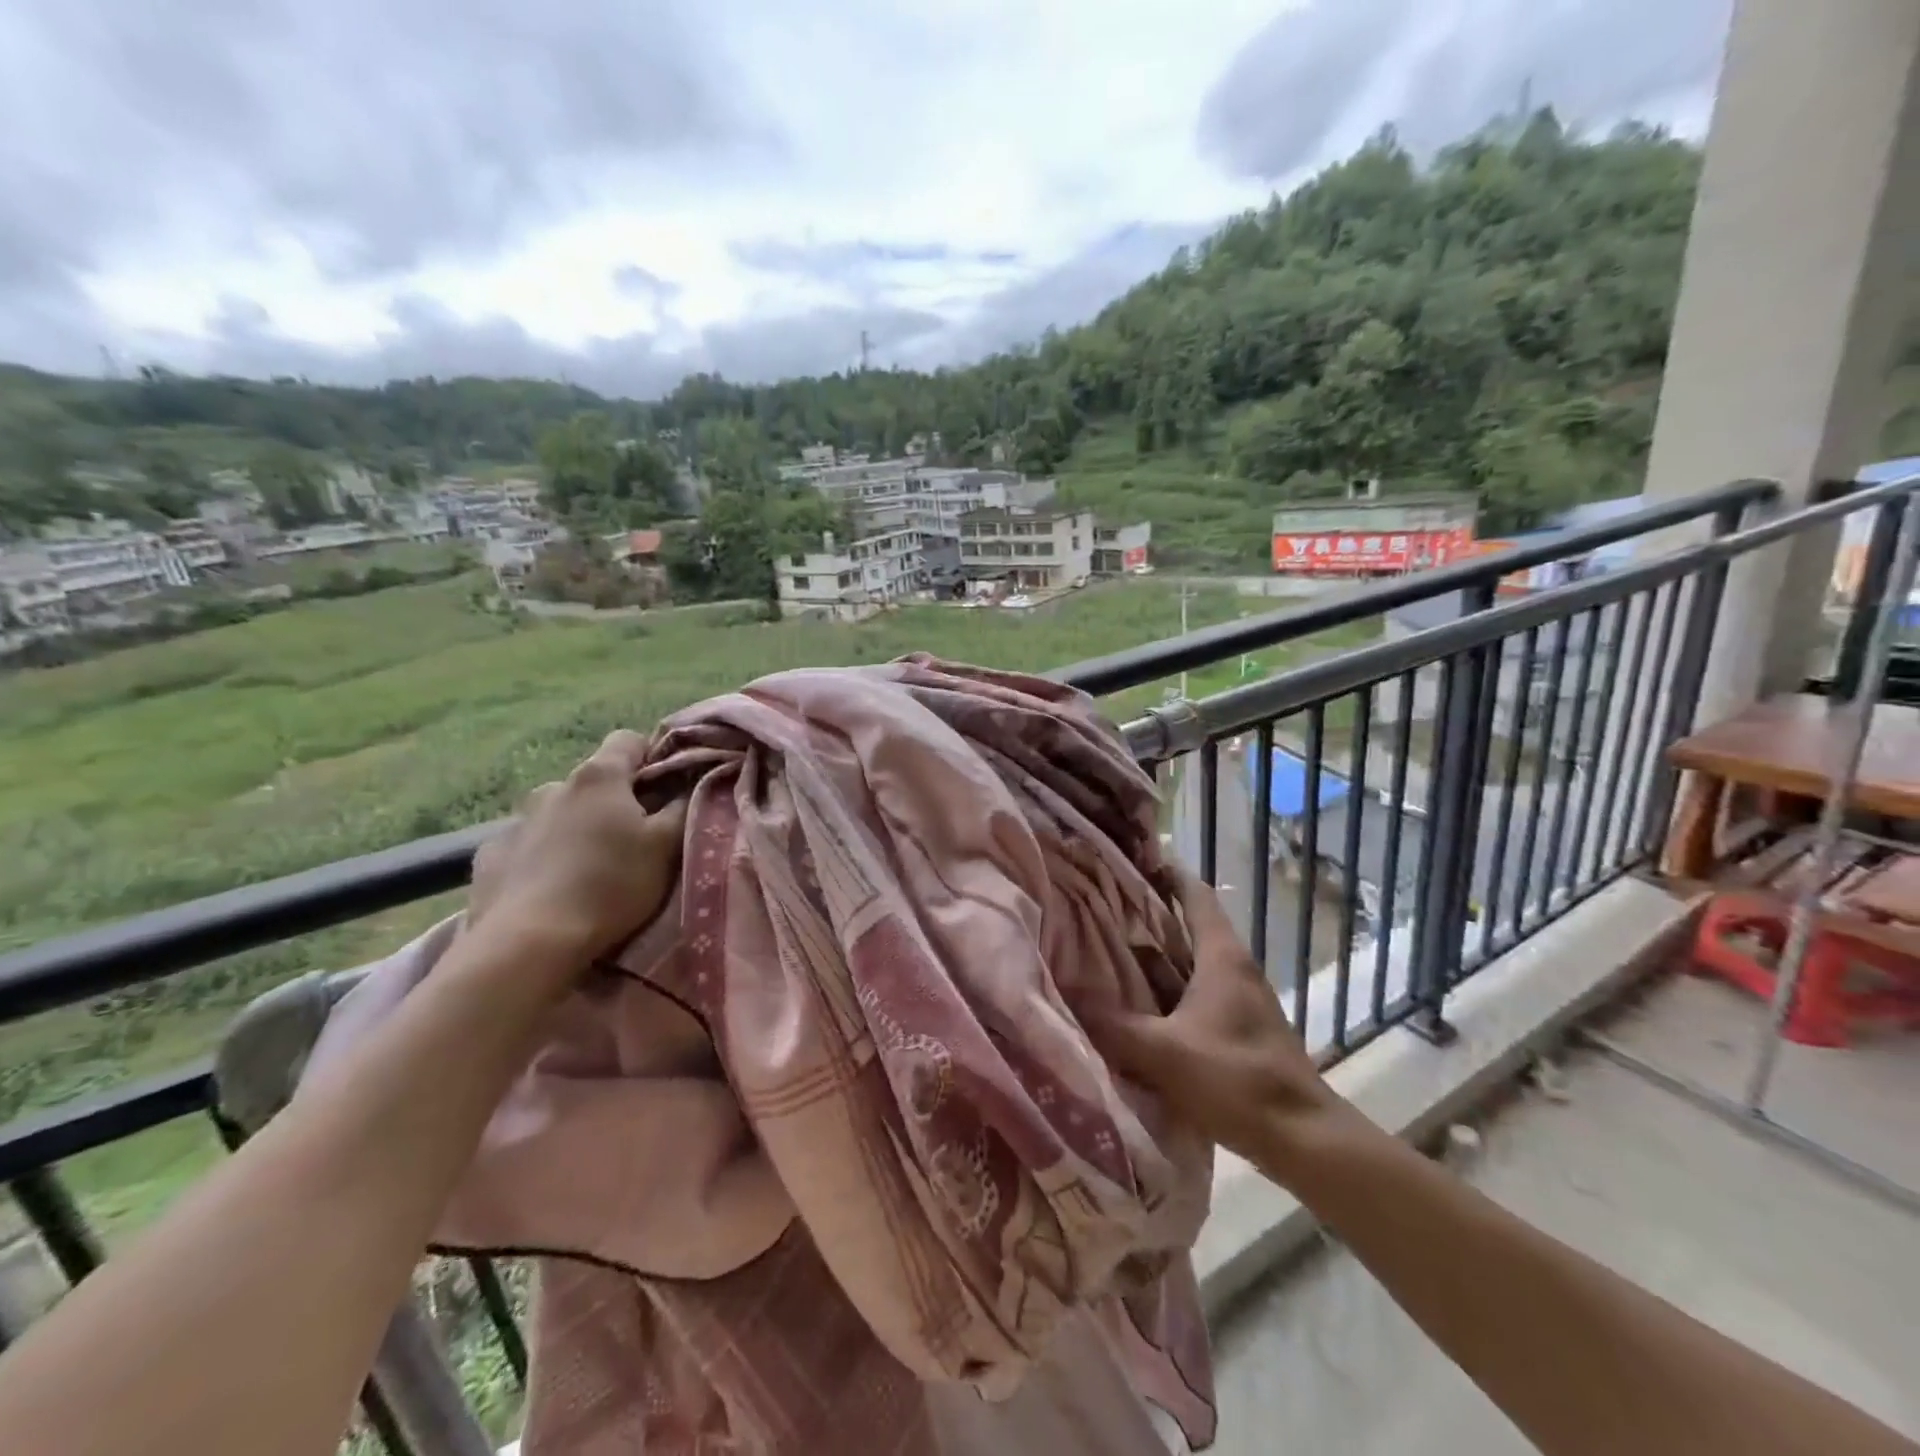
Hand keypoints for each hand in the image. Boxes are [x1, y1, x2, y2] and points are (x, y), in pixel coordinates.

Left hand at [468, 730, 687, 966]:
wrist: (527, 944)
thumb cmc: (610, 886)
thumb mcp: (667, 847)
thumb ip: (684, 806)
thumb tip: (692, 783)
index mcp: (599, 777)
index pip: (629, 740)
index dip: (653, 757)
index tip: (668, 789)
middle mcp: (553, 787)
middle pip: (595, 781)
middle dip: (617, 800)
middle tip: (636, 839)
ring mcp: (516, 821)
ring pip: (560, 812)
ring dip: (578, 827)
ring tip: (592, 869)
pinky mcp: (489, 856)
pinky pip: (527, 845)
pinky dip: (543, 856)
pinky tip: (552, 888)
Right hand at [1089, 867, 1346, 1168]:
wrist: (1303, 1139)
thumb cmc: (1237, 1079)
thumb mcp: (1164, 1051)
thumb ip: (1112, 1024)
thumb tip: (1065, 995)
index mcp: (1222, 956)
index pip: (1195, 894)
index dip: (1166, 873)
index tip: (1130, 861)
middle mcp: (1233, 968)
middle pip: (1188, 926)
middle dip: (1148, 915)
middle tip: (1101, 907)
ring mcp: (1239, 1000)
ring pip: (1190, 962)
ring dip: (1155, 955)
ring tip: (1107, 950)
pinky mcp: (1239, 1029)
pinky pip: (1195, 994)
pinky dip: (1166, 990)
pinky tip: (1137, 1006)